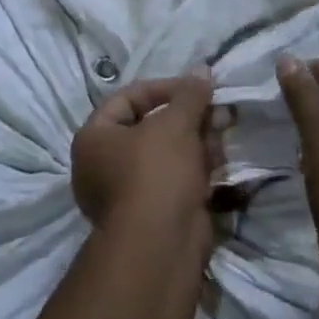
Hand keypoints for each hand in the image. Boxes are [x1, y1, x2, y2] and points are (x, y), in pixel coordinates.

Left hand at [71, 72, 218, 241]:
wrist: (160, 248)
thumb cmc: (156, 173)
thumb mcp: (175, 124)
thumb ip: (189, 95)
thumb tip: (202, 70)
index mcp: (94, 138)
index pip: (128, 98)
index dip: (164, 88)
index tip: (196, 88)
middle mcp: (103, 164)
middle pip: (150, 126)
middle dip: (187, 117)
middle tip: (218, 111)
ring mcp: (128, 192)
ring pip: (166, 155)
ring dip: (196, 142)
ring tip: (224, 134)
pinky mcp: (153, 213)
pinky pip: (174, 180)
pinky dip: (196, 169)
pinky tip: (221, 162)